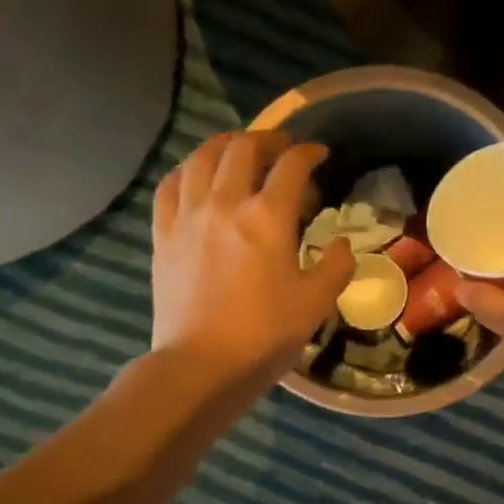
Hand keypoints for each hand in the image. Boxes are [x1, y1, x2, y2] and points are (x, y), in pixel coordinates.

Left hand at [152, 130, 353, 384]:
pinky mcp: (163, 234)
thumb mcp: (317, 303)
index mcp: (268, 217)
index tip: (319, 154)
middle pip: (242, 148)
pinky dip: (187, 170)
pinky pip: (170, 185)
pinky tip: (195, 175)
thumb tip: (340, 244)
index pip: (291, 165)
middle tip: (281, 147)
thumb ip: (336, 266)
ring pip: (201, 157)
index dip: (309, 152)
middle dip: (266, 139)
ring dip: (224, 145)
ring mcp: (188, 215)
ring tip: (237, 149)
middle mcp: (225, 203)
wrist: (202, 364)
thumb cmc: (265, 334)